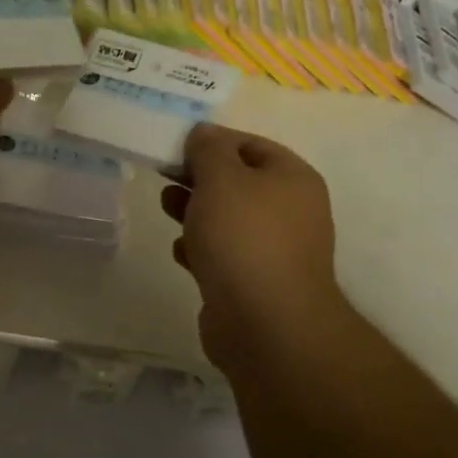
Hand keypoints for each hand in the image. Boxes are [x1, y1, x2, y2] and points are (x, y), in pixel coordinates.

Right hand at [161, 124, 341, 375]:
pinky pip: (225, 255)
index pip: (249, 144)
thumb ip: (209, 149)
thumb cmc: (243, 238)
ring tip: (167, 209)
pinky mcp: (256, 283)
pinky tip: (183, 254)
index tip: (175, 148)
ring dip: (196, 212)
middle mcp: (291, 210)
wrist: (265, 324)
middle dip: (199, 178)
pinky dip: (203, 250)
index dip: (212, 141)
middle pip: (238, 182)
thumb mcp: (221, 178)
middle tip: (165, 177)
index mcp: (292, 178)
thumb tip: (204, 133)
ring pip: (229, 220)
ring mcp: (275, 250)